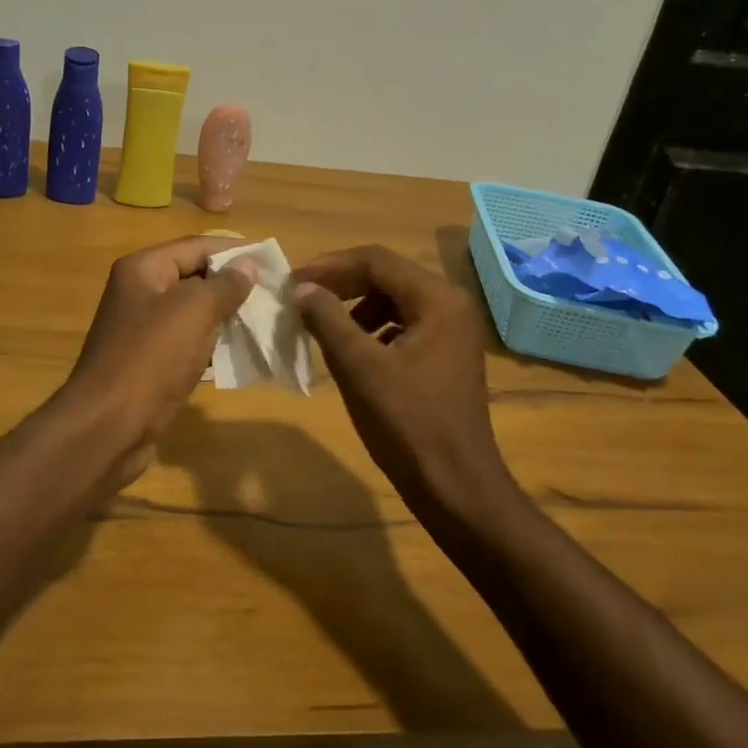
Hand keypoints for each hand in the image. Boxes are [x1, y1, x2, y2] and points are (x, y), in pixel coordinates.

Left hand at [58, 237, 256, 481]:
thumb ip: (225, 285)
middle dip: (233, 284)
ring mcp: (143, 329)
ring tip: (266, 320)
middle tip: (275, 292)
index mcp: (143, 269)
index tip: (272, 259)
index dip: (234, 250)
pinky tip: (241, 352)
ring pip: (193, 313)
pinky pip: (188, 343)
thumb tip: (248, 264)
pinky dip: (212, 345)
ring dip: (226, 316)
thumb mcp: (194, 311)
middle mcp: (140, 293)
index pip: (196, 246)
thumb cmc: (152, 357)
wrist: (109, 425)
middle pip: (194, 277)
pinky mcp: (150, 362)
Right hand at [292, 245, 516, 519]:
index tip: (291, 281)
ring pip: (393, 300)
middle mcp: (450, 305)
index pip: (376, 260)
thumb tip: (301, 288)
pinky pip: (402, 325)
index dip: (329, 266)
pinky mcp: (445, 355)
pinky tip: (352, 351)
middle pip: (386, 276)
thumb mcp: (359, 367)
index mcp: (438, 299)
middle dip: (340, 284)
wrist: (456, 487)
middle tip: (300, 297)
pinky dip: (371, 329)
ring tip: (320, 324)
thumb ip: (327, 319)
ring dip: (354, 306)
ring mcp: (452, 331)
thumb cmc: (407, 423)